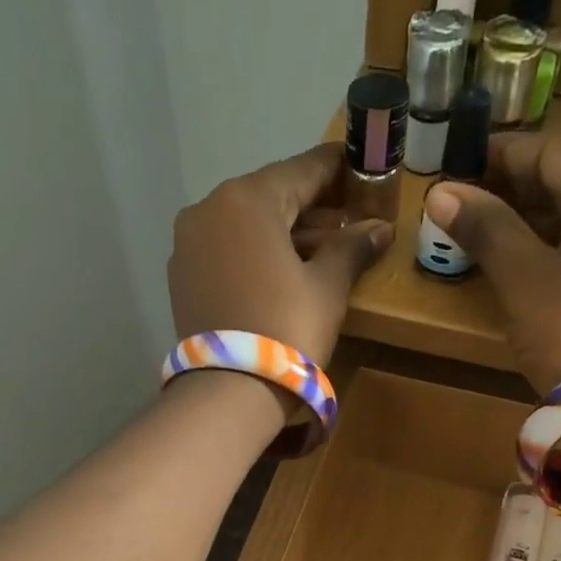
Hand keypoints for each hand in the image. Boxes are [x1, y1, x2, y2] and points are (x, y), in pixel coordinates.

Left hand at [167, 142, 392, 366]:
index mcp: (247, 198)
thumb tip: (379, 230)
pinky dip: (254, 253)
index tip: (362, 168)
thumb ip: (351, 248)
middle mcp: (209, 208)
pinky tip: (281, 271)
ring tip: (323, 249)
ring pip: (246, 224)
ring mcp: (188, 243)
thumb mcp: (327, 287)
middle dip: (312, 207)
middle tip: (349, 218)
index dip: (338, 169)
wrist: (228, 392)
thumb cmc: (286, 329)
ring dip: (284, 232)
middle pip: (271, 197)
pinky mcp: (181, 276)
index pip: (302, 169)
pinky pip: (226, 250)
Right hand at [423, 134, 560, 393]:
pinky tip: (526, 259)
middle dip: (517, 192)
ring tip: (486, 233)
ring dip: (536, 220)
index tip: (458, 166)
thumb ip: (485, 227)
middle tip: (465, 204)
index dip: (501, 159)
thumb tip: (439, 193)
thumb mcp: (524, 277)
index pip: (556, 152)